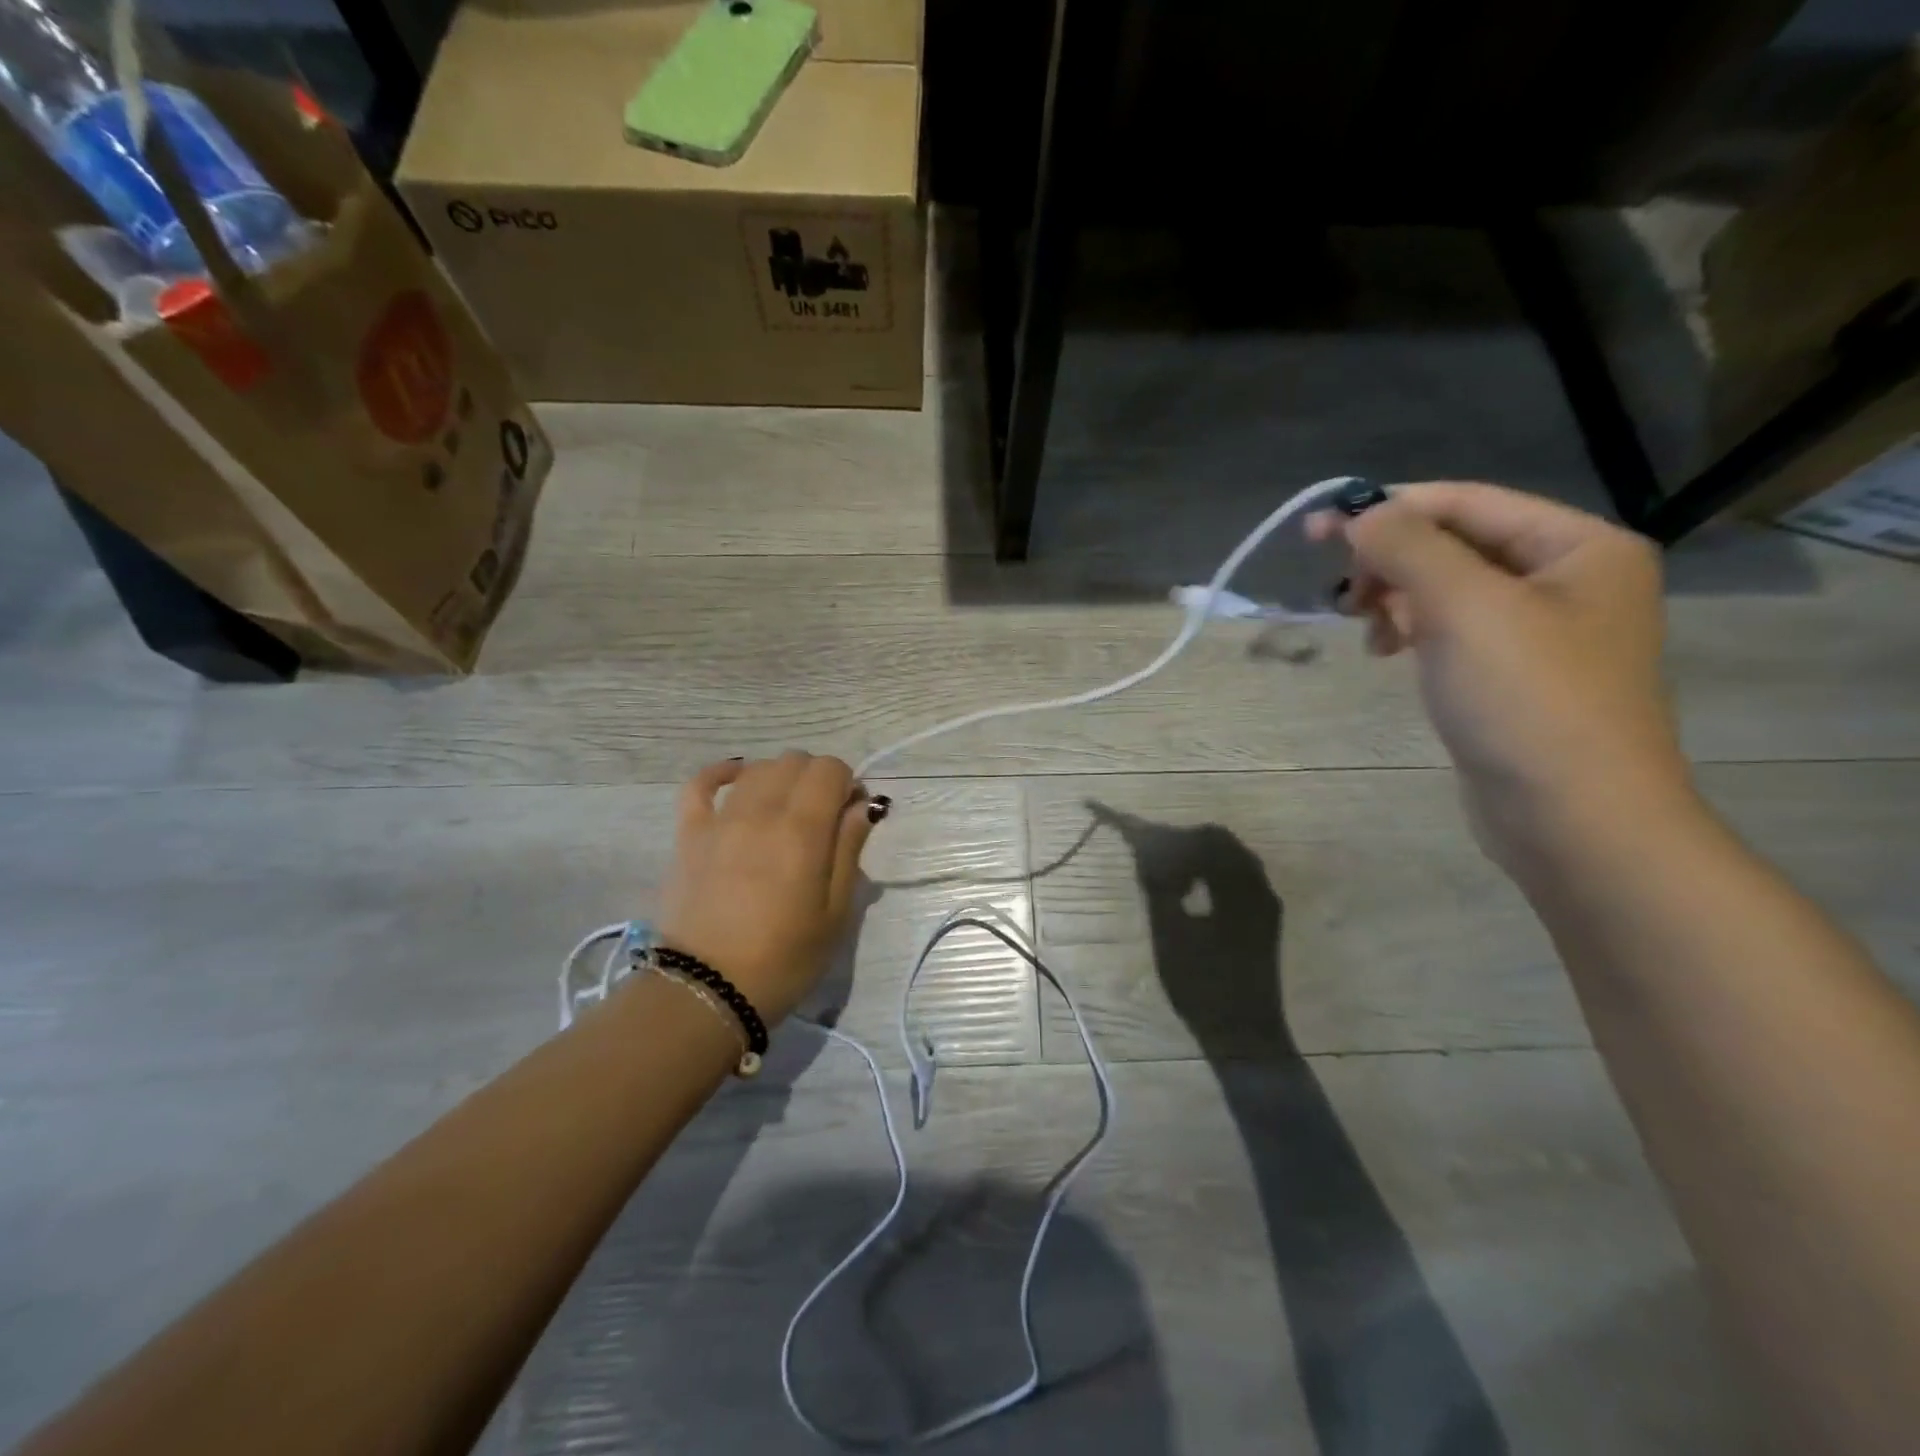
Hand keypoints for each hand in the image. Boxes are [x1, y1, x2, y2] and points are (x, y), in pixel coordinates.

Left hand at [657, 752, 884, 1024]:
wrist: (707, 992)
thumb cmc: (784, 959)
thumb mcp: (835, 913)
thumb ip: (849, 850)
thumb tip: (862, 806)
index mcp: (803, 830)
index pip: (830, 769)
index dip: (847, 784)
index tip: (850, 815)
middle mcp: (761, 811)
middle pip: (795, 762)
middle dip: (817, 779)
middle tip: (823, 818)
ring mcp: (720, 819)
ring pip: (757, 769)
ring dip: (780, 778)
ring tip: (786, 810)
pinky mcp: (689, 834)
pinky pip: (700, 784)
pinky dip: (723, 774)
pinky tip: (738, 778)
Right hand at [1312, 482, 1692, 876]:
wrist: (1574, 819)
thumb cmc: (1526, 701)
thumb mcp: (1463, 607)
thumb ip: (1408, 547)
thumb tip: (1360, 513)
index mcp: (1579, 546)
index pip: (1466, 502)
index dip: (1388, 508)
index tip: (1316, 529)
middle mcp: (1568, 579)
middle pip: (1455, 545)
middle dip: (1392, 562)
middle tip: (1344, 595)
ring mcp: (1542, 632)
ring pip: (1447, 590)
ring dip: (1397, 599)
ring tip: (1369, 632)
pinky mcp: (1513, 676)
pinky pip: (1452, 630)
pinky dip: (1413, 632)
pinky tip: (1390, 653)